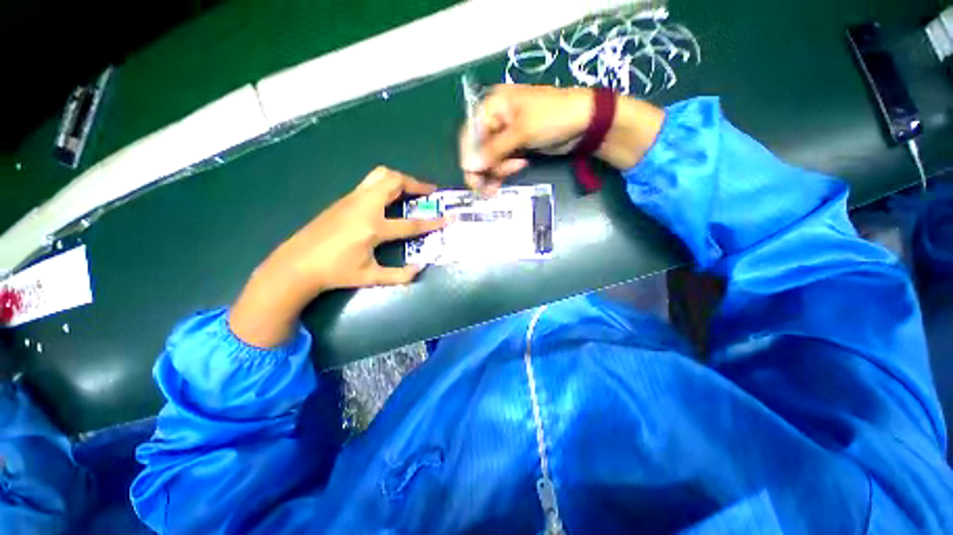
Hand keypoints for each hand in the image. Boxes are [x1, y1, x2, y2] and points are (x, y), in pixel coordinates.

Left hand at [229, 167, 445, 346]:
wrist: (296, 265)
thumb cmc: (335, 272)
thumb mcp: (370, 277)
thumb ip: (399, 275)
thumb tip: (420, 269)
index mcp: (373, 227)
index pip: (411, 223)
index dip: (433, 222)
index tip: (450, 217)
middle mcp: (364, 207)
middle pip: (394, 181)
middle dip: (416, 184)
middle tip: (429, 193)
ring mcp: (352, 199)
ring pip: (380, 175)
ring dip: (400, 180)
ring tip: (411, 191)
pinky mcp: (343, 199)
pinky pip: (370, 183)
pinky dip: (386, 184)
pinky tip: (389, 200)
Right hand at [460, 85, 591, 193]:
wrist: (585, 122)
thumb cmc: (553, 117)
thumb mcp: (521, 132)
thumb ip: (494, 150)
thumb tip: (469, 166)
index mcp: (493, 105)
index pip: (470, 133)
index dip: (469, 156)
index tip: (473, 176)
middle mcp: (496, 119)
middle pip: (479, 148)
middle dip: (485, 167)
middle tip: (487, 188)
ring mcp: (506, 134)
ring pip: (490, 158)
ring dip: (498, 169)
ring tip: (515, 170)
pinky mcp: (515, 146)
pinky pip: (502, 161)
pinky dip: (505, 169)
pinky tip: (516, 169)